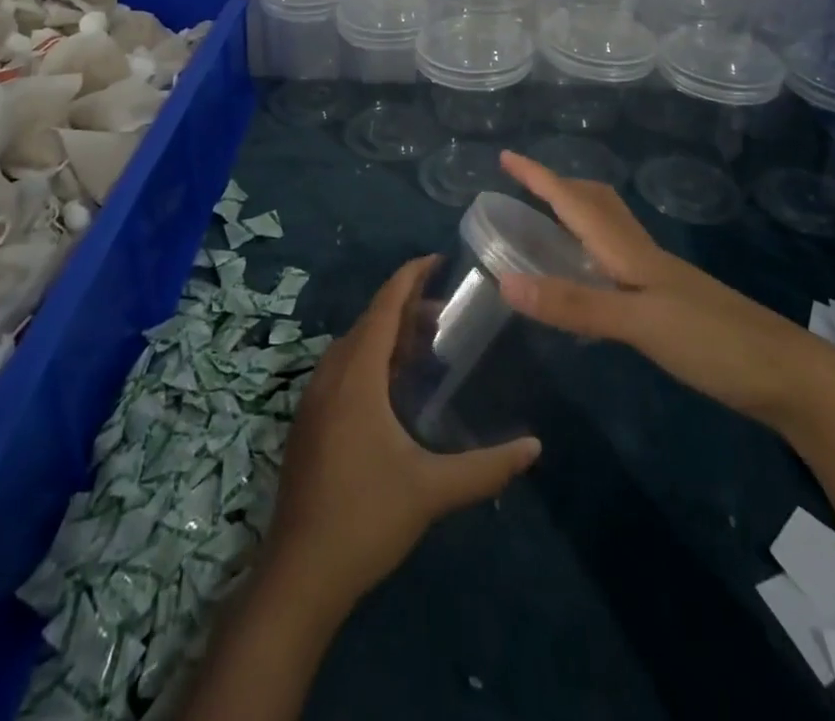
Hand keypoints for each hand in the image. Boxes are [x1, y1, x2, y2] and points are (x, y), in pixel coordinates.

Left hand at [265, 256, 541, 614]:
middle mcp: (331, 376)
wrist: (299, 575)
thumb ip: (486, 467)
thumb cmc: (365, 518)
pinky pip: (344, 370)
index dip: (409, 277)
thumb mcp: (431, 490)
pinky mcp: (310, 423)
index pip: (383, 306)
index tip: (437, 259)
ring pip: (354, 348)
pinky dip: (372, 360)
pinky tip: (395, 388)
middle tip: (447, 312)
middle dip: (406, 308)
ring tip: (426, 345)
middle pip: (370, 323)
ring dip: (388, 336)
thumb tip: (535, 448)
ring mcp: (315, 400)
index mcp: (356, 376)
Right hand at [494, 151, 834, 429]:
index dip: (539, 178)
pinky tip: (592, 278)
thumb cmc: (714, 343)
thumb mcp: (639, 323)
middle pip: (596, 204)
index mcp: (630, 252)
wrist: (792, 378)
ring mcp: (661, 279)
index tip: (506, 155)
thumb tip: (506, 281)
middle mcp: (642, 256)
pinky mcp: (672, 304)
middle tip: (525, 187)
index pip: (574, 202)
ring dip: (577, 215)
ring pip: (610, 230)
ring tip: (549, 223)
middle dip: (559, 187)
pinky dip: (594, 253)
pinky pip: (620, 261)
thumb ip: (574, 304)